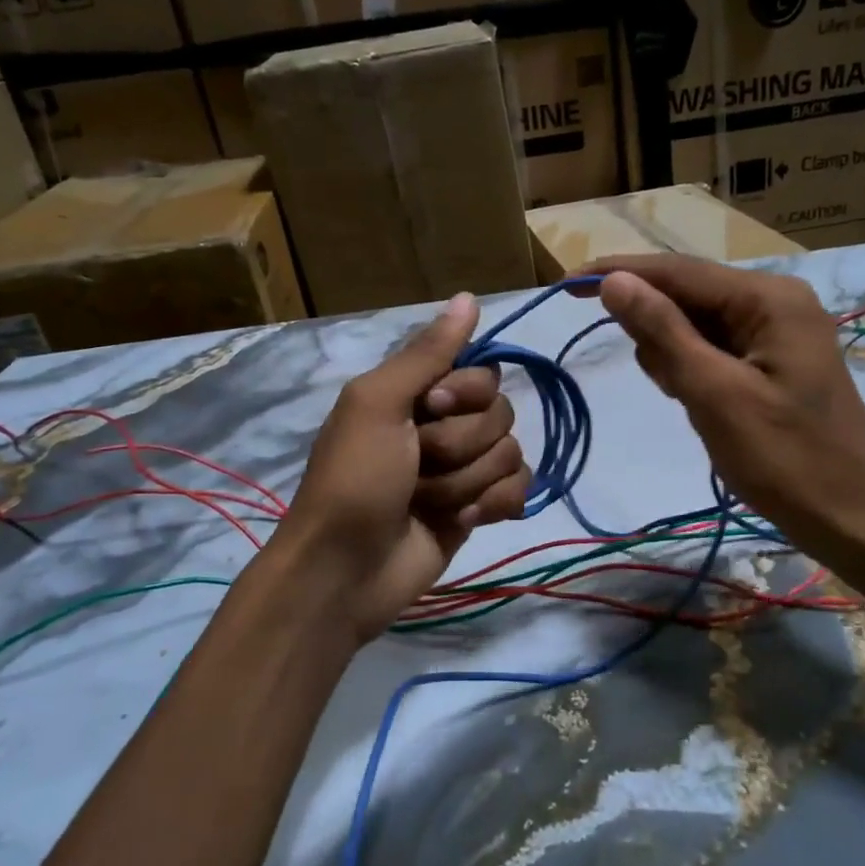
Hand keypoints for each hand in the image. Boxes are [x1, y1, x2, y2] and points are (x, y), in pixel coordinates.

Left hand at [273, 293, 530, 643]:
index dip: (465, 393)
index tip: (429, 409)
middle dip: (460, 445)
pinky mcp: (480, 508)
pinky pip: (518, 489)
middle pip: (500, 413)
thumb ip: (427, 352)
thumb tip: (470, 296)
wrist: (346, 570)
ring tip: (427, 501)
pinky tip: (459, 521)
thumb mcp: (378, 403)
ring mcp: (465, 468)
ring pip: (510, 453)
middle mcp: (447, 423)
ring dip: (467, 481)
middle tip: (418, 465)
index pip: (482, 371)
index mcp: (419, 392)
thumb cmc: (355, 478)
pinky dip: (490, 505)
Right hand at [579, 255, 864, 557]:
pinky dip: (694, 371)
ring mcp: (776, 331)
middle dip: (657, 331)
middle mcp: (774, 301)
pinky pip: (714, 349)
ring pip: (696, 325)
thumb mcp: (714, 394)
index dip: (618, 273)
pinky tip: (702, 404)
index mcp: (768, 298)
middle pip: (687, 294)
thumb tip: (612, 280)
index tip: (565, 285)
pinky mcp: (773, 361)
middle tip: (667, 385)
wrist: (854, 519)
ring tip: (693, 403)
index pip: (677, 270)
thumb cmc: (786, 460)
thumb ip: (663, 332)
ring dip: (675, 356)